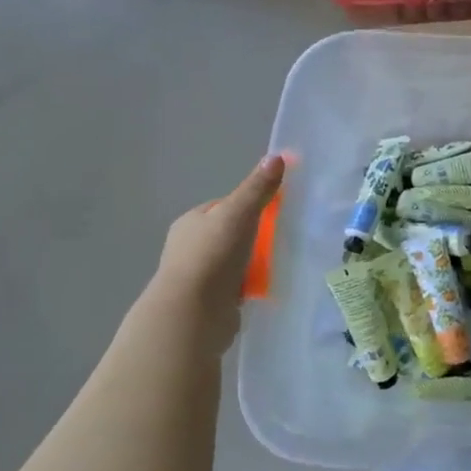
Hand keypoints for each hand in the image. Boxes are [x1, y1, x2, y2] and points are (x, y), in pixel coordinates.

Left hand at [150, 154, 285, 357]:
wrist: (192, 315)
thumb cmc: (212, 256)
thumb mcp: (238, 213)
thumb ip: (257, 187)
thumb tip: (277, 155)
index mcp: (190, 222)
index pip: (225, 205)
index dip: (250, 205)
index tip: (274, 212)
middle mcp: (189, 247)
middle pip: (231, 233)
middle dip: (255, 237)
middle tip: (281, 239)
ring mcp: (198, 276)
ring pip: (235, 261)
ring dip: (254, 263)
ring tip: (278, 264)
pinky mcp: (208, 302)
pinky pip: (236, 286)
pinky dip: (250, 286)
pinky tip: (266, 287)